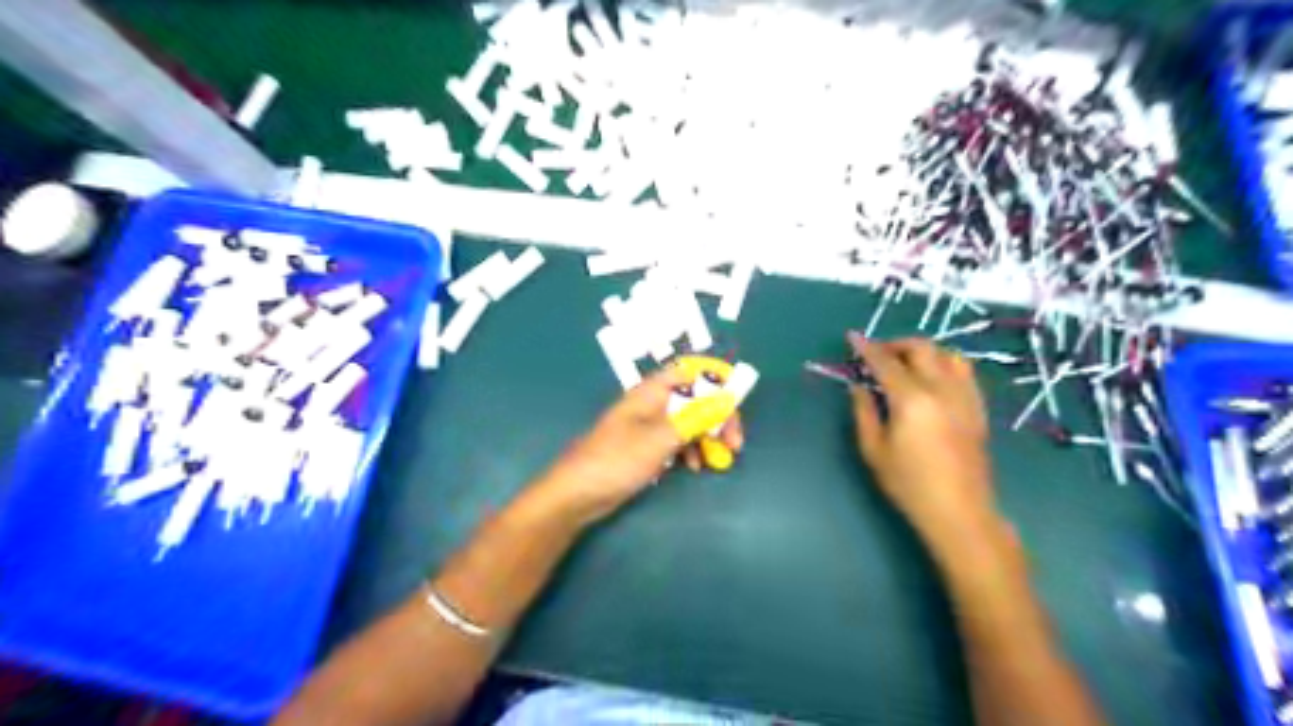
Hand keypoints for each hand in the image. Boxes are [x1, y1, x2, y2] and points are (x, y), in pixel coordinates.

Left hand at [542, 369, 742, 521]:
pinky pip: (676, 442)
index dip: (714, 379)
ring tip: (718, 460)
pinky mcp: (646, 448)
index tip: (736, 400)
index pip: (689, 371)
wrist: (577, 495)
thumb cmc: (616, 460)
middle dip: (716, 417)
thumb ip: (695, 417)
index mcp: (651, 392)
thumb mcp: (660, 438)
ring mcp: (648, 427)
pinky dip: (689, 451)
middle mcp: (651, 404)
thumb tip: (728, 399)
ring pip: (687, 422)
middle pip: (693, 399)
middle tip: (734, 443)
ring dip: (705, 437)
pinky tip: (694, 468)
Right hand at [857, 333, 1004, 559]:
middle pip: (921, 348)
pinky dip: (944, 364)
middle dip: (895, 344)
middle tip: (877, 354)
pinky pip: (964, 372)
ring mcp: (965, 397)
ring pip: (948, 354)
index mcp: (912, 399)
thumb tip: (858, 386)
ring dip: (923, 350)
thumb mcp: (873, 450)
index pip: (885, 362)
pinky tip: (932, 378)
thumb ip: (864, 411)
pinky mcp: (978, 408)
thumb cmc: (909, 484)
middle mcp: (941, 389)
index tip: (852, 337)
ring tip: (906, 362)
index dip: (867, 347)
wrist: (959, 512)